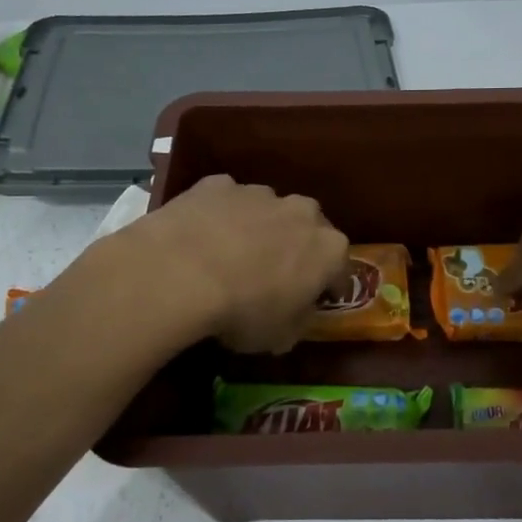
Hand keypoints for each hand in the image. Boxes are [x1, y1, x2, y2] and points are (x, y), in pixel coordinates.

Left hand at [118, 175, 349, 352]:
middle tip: (273, 275)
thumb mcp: (280, 337)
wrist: (181, 272)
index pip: (340, 268)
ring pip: (267, 210)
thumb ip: (298, 321)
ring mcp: (259, 193)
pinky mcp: (218, 184)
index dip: (328, 286)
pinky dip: (219, 216)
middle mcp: (302, 211)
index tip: (314, 300)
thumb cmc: (243, 311)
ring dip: (257, 228)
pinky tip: (200, 237)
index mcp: (329, 248)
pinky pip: (225, 201)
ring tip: (230, 256)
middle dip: (296, 247)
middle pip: (307, 228)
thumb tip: (297, 313)